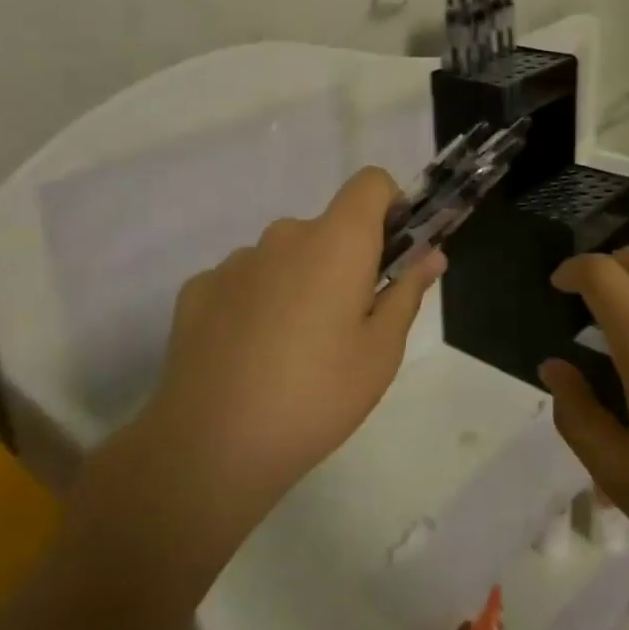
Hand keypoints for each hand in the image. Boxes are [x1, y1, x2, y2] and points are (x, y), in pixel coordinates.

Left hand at [143, 167, 444, 518]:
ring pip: (283, 256)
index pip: (370, 183)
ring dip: (297, 283)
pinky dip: (255, 303)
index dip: (388, 206)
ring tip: (291, 350)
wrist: (210, 446)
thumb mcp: (380, 352)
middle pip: (326, 228)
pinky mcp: (198, 288)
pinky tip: (248, 355)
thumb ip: (406, 292)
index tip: (390, 252)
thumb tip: (431, 255)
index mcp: (337, 242)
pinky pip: (243, 281)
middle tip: (345, 324)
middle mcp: (284, 236)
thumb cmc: (316, 396)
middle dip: (343, 261)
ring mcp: (235, 261)